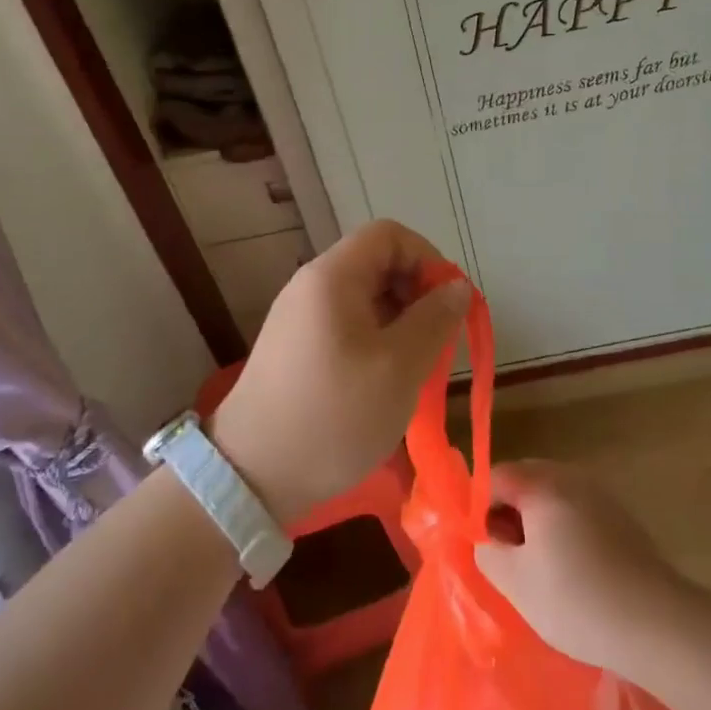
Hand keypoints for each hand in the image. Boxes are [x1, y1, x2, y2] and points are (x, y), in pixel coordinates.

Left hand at [209, 220, 468, 524]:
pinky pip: (345, 324)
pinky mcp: (294, 348)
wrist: (252, 475)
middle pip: (376, 263)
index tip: (447, 304)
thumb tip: (458, 287)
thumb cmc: (335, 415)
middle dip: (415, 293)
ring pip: (363, 297)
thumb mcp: (400, 367)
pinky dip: (374, 340)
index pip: (389, 235)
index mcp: (333, 276)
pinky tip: (383, 381)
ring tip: (414, 367)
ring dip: (398, 321)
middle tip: (436, 340)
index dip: (427, 259)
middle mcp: (311, 285)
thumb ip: (435, 319)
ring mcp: (298, 317)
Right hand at [475, 461, 684, 674]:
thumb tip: (485, 539)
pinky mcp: (621, 516)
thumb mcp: (516, 584)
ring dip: (537, 521)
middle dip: (509, 512)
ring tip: (537, 566)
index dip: (479, 507)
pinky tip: (572, 569)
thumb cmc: (576, 600)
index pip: (495, 477)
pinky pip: (578, 509)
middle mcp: (571, 477)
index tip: (483, 545)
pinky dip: (564, 528)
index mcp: (542, 485)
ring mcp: (600, 493)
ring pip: (553, 495)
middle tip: (506, 556)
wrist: (657, 624)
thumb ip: (489, 553)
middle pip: (526, 480)